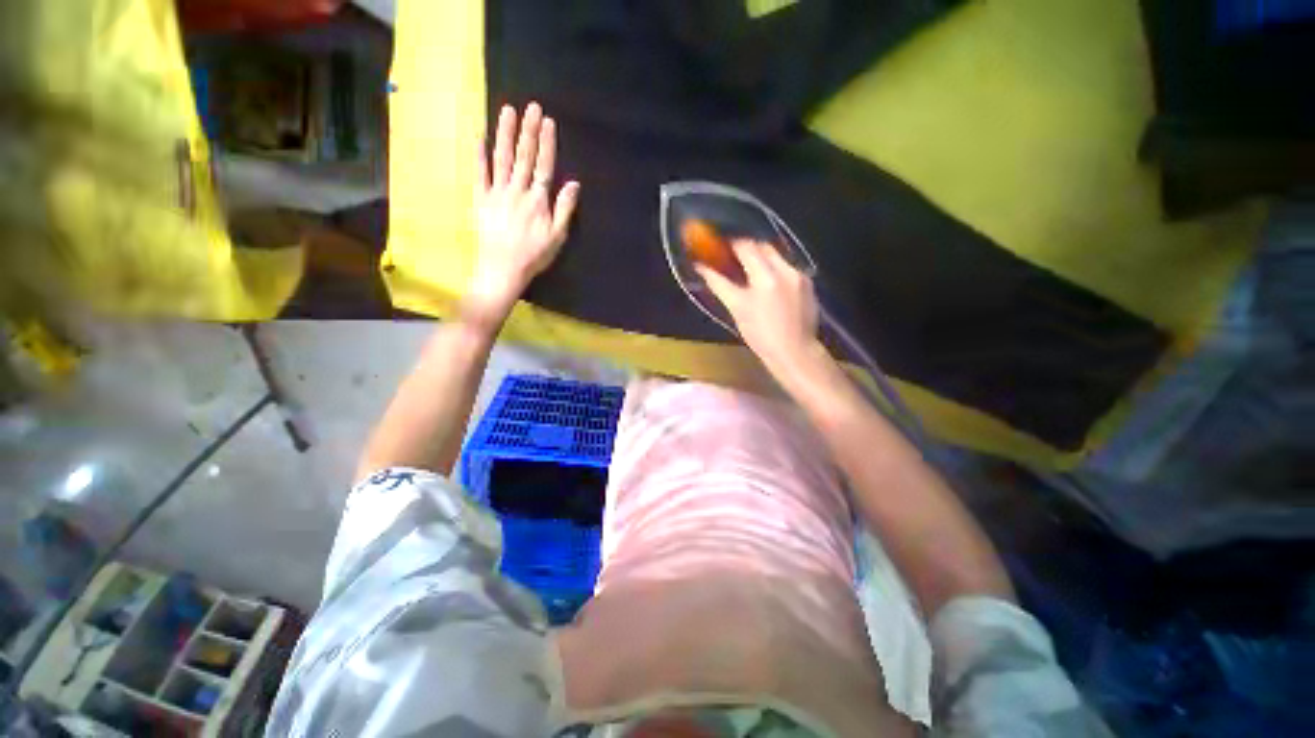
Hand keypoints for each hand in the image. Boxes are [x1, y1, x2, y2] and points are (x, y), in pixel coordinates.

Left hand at [465, 102, 580, 325]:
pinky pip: (480, 173)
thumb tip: (574, 183)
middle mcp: (517, 191)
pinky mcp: (481, 199)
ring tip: (508, 110)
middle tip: (531, 106)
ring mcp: (497, 192)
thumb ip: (564, 209)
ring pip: (502, 158)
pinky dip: (479, 155)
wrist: (503, 268)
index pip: (543, 166)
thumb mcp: (557, 237)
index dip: (546, 143)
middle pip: (523, 156)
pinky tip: (480, 136)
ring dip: (505, 133)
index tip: (547, 121)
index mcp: (537, 200)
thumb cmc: (534, 255)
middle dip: (528, 130)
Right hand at [696, 240, 822, 377]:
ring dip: (763, 259)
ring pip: (777, 256)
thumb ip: (719, 284)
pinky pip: (788, 267)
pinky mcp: (808, 283)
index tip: (721, 249)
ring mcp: (799, 275)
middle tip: (735, 261)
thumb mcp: (736, 308)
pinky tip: (770, 285)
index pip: (746, 247)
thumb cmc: (760, 334)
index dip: (731, 245)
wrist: (794, 351)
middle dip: (748, 250)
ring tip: (752, 274)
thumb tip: (700, 267)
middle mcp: (785, 269)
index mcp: (765, 277)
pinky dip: (776, 270)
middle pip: (763, 246)